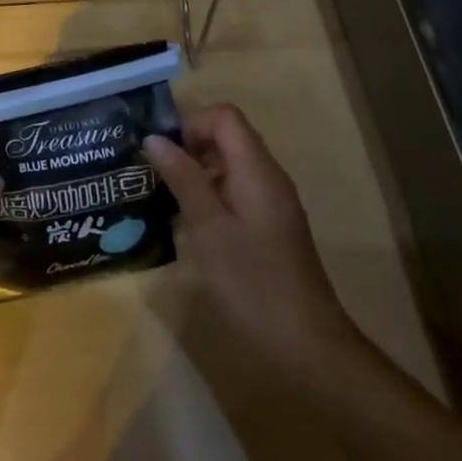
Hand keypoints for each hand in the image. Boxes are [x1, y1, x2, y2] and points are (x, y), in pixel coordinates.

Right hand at [144, 103, 363, 384]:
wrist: (306, 344)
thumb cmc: (252, 282)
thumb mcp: (208, 228)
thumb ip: (183, 178)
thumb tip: (154, 139)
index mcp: (257, 170)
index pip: (224, 116)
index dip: (190, 123)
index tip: (162, 150)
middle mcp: (269, 177)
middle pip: (228, 136)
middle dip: (189, 144)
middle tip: (155, 172)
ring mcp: (272, 202)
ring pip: (230, 163)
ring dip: (196, 170)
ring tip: (164, 195)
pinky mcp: (271, 225)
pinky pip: (237, 189)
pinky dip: (210, 193)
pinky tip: (189, 223)